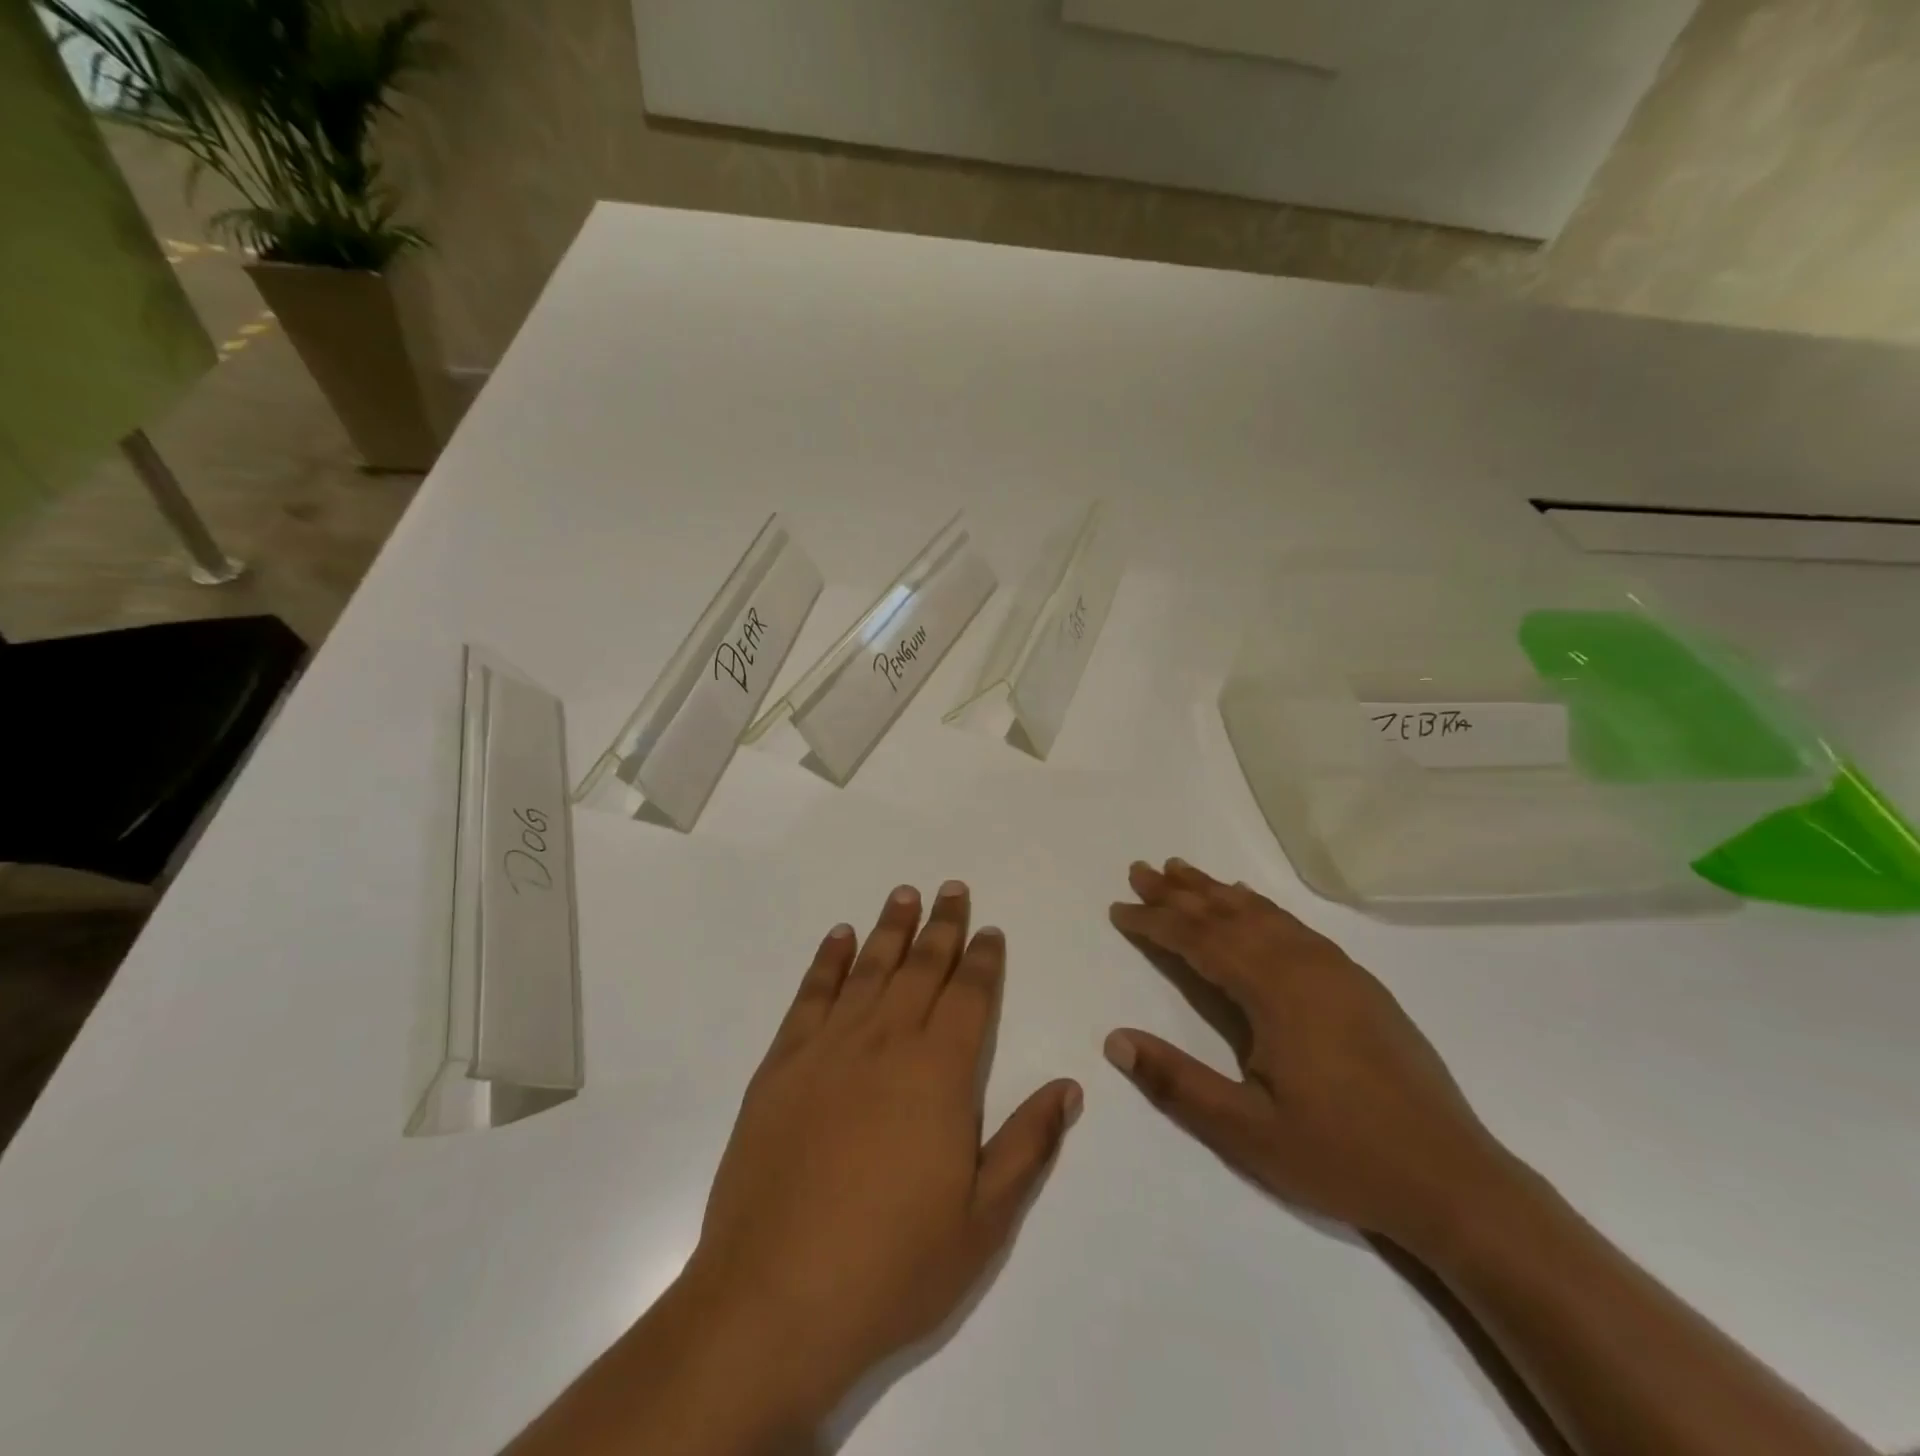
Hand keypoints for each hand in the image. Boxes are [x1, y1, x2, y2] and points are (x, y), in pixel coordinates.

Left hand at [682, 881, 1080, 1429]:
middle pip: (921, 968)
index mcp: (940, 1073)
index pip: (970, 996)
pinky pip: (810, 996)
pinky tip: (837, 937)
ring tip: (904, 894)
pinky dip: (826, 961)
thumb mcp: (983, 1222)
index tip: (988, 929)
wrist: (775, 1299)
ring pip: (869, 969)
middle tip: (952, 889)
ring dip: (890, 928)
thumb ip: (1028, 1145)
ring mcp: (829, 1049)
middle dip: (942, 926)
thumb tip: (1068, 1085)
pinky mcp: (782, 1066)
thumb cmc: (892, 1266)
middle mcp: (887, 1043)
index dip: (983, 959)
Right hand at [1105, 858, 1508, 1252]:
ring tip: (1182, 871)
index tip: (1118, 908)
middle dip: (1179, 893)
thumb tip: (1114, 1039)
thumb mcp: (1246, 1132)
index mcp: (1275, 992)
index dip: (1155, 922)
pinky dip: (1260, 907)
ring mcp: (1338, 971)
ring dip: (1217, 891)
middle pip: (1229, 915)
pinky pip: (1294, 927)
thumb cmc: (1342, 1157)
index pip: (1199, 941)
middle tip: (1140, 870)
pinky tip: (1251, 904)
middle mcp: (1305, 966)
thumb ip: (1177, 1082)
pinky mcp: (1360, 985)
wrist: (1456, 1182)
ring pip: (1263, 914)